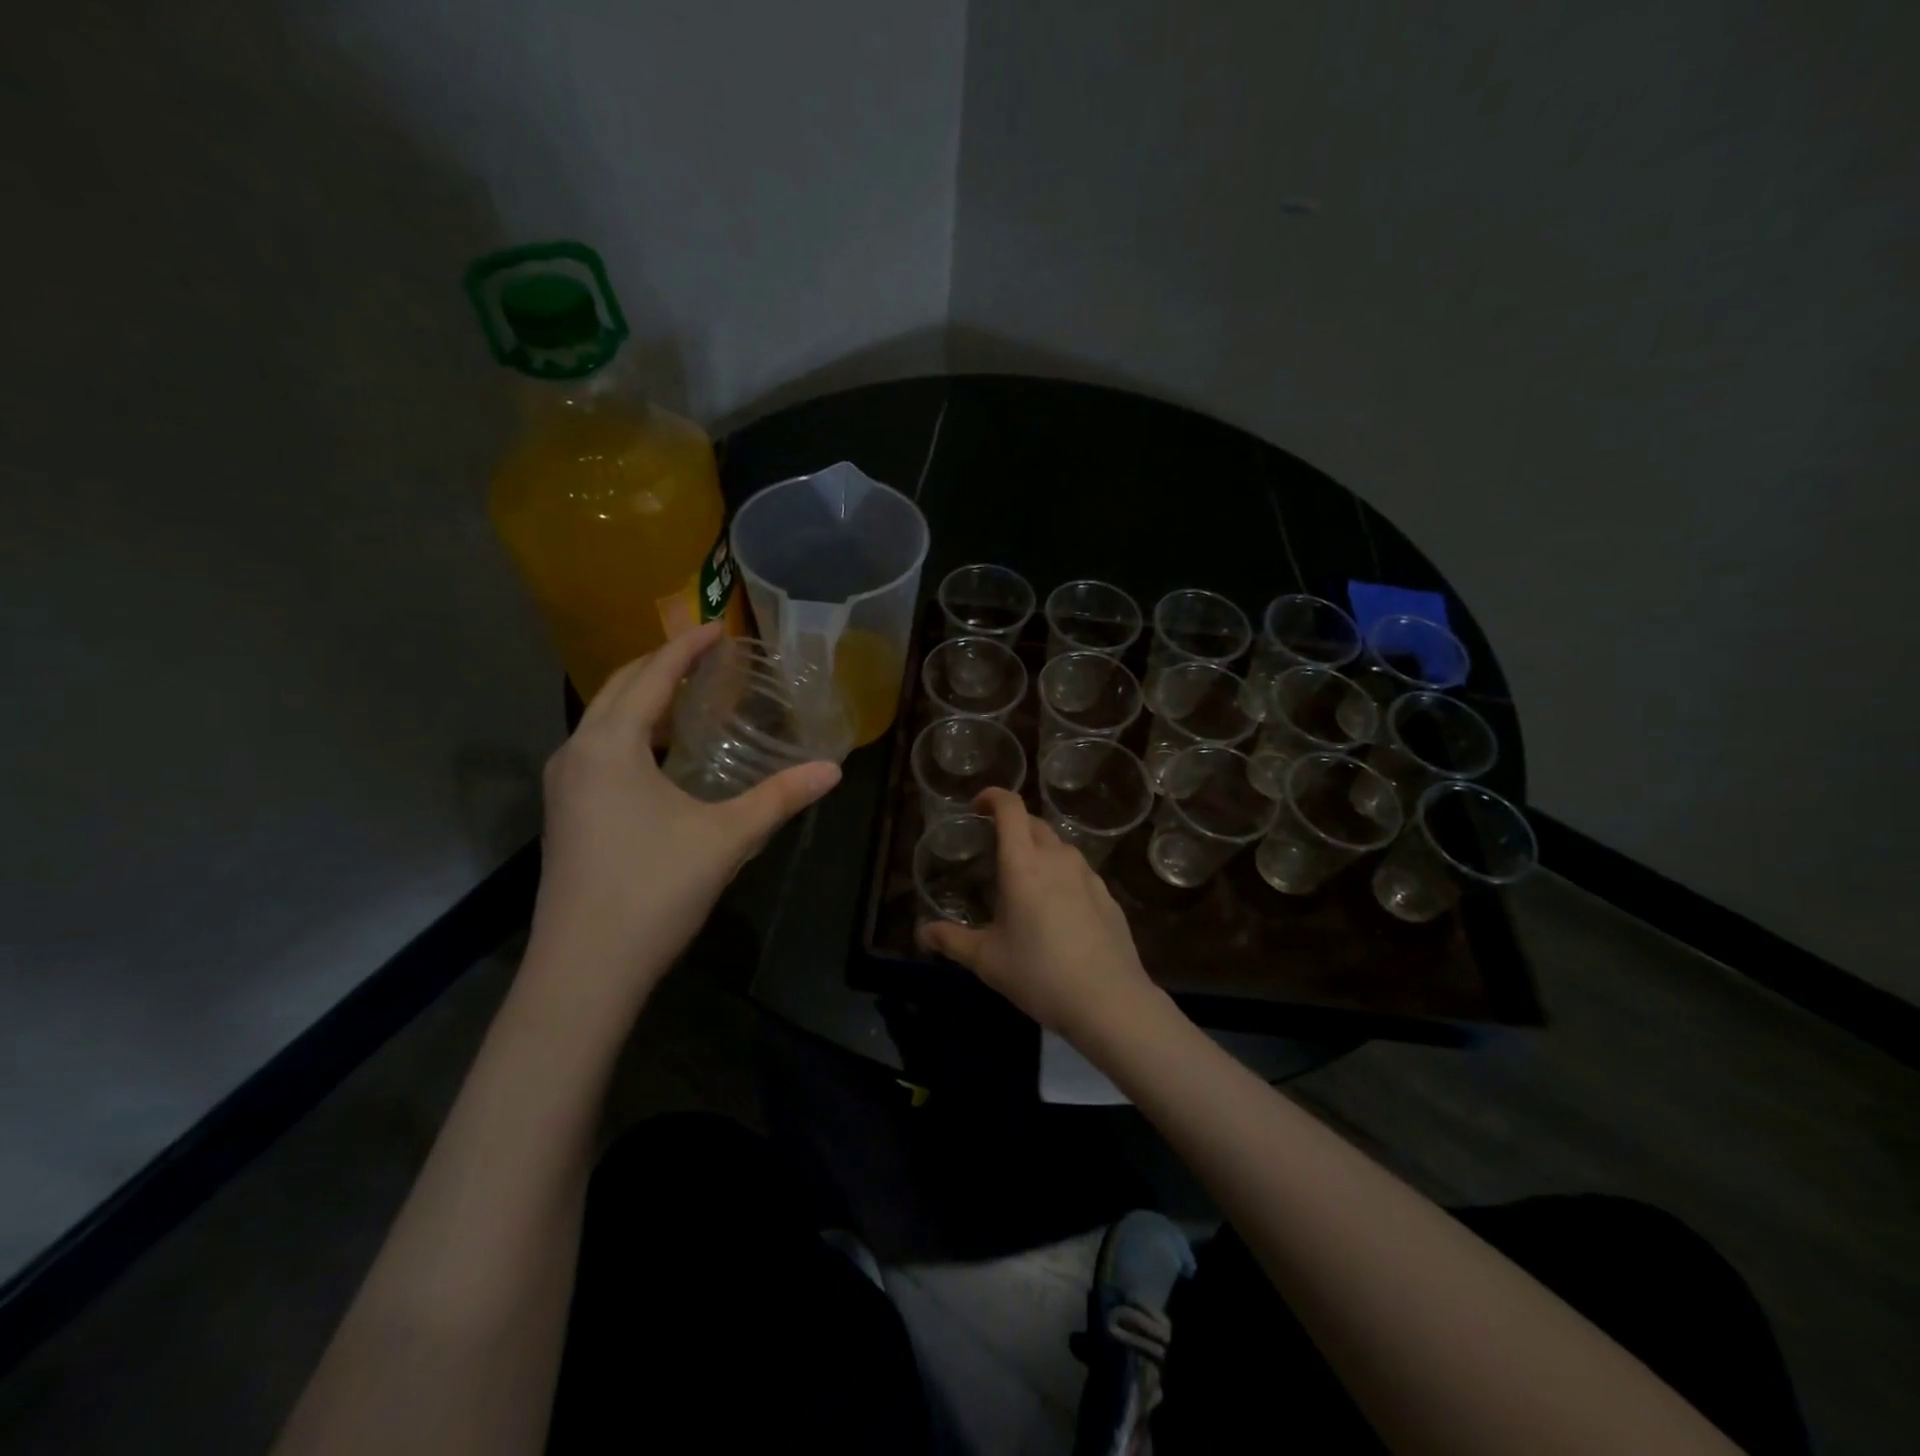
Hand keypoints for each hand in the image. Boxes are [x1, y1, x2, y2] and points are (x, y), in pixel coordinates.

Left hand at [528, 623, 840, 1001]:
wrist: (584, 970)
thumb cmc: (653, 891)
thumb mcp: (726, 838)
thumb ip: (781, 798)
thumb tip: (833, 770)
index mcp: (609, 745)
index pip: (652, 676)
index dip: (687, 648)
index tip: (719, 626)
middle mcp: (576, 752)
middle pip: (620, 687)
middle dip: (661, 664)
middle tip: (707, 655)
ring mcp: (563, 784)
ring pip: (604, 718)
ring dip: (643, 696)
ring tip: (688, 694)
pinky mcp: (565, 812)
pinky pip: (599, 747)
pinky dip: (631, 730)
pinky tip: (661, 752)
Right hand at [916, 789, 1158, 1038]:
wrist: (1109, 1001)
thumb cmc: (1039, 974)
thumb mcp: (987, 960)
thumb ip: (952, 941)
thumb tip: (923, 933)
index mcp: (1024, 864)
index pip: (1010, 808)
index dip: (992, 797)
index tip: (977, 807)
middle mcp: (1058, 859)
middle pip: (1034, 823)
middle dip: (1012, 825)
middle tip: (994, 848)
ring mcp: (1088, 875)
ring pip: (1059, 847)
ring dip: (1039, 851)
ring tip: (1025, 881)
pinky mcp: (1108, 896)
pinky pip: (1078, 872)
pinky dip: (1061, 876)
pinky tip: (1057, 910)